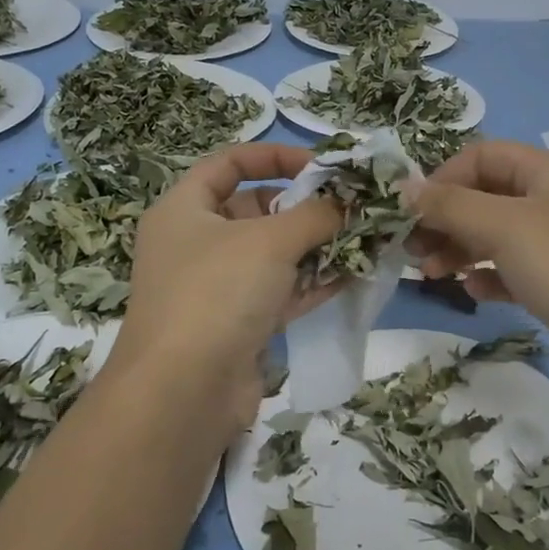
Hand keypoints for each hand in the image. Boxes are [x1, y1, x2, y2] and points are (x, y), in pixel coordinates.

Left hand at [109, 143, 341, 430]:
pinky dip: (313, 282)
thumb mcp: (270, 241)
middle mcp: (197, 244)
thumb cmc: (217, 292)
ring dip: (317, 246)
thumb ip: (316, 214)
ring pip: (274, 255)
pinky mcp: (238, 325)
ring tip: (366, 238)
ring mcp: (217, 287)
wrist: (182, 394)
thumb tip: (350, 202)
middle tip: (352, 207)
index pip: (229, 163)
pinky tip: (354, 274)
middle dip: (305, 207)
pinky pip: (281, 292)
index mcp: (184, 209)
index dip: (274, 156)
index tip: (321, 165)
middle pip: (256, 210)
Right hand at [405, 140, 548, 401]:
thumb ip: (450, 205)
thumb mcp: (504, 227)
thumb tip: (404, 188)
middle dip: (447, 219)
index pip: (484, 156)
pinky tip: (475, 292)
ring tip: (432, 274)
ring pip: (500, 235)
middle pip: (489, 196)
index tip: (410, 213)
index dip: (443, 179)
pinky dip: (491, 276)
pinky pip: (517, 269)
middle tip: (412, 250)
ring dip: (462, 249)